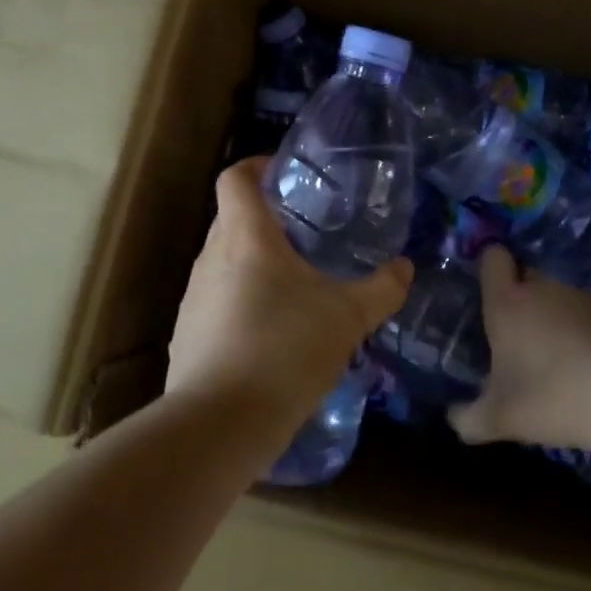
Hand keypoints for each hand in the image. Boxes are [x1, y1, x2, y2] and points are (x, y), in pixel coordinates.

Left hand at [166, 158, 412, 425]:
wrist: (220, 424)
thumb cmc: (285, 349)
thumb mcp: (347, 317)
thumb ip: (381, 289)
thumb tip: (404, 268)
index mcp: (246, 238)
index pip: (235, 179)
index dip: (256, 166)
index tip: (283, 172)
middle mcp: (211, 259)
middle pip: (231, 220)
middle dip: (265, 220)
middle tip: (305, 233)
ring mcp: (193, 299)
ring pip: (223, 263)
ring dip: (253, 264)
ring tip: (293, 286)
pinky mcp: (186, 336)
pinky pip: (216, 302)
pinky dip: (240, 303)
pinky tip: (270, 334)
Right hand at [449, 246, 590, 448]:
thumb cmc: (552, 397)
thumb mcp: (501, 418)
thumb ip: (470, 419)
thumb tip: (455, 419)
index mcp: (508, 302)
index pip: (493, 258)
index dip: (490, 266)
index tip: (489, 290)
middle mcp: (544, 289)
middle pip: (527, 278)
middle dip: (521, 301)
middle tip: (519, 342)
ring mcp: (584, 297)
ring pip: (560, 299)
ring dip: (555, 320)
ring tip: (560, 364)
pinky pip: (590, 317)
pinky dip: (587, 335)